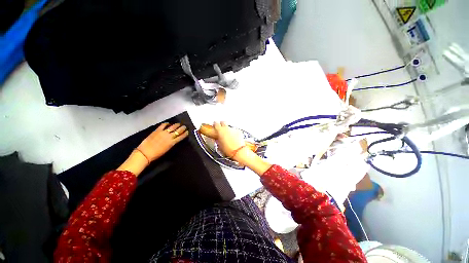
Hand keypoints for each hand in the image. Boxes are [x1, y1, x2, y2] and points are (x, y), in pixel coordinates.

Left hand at [117, 123, 188, 175]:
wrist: (145, 153)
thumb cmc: (157, 154)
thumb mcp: (167, 149)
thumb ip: (172, 143)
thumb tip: (174, 139)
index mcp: (172, 142)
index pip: (181, 136)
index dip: (185, 133)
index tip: (187, 131)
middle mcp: (169, 136)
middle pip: (179, 130)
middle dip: (183, 128)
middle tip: (185, 126)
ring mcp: (163, 132)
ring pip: (173, 127)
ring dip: (177, 125)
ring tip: (179, 124)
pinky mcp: (157, 130)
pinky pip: (163, 125)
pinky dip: (167, 124)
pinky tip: (168, 123)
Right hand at [213, 121, 271, 174]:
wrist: (239, 151)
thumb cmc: (229, 150)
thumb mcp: (220, 145)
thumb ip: (218, 140)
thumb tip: (217, 139)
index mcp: (220, 131)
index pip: (216, 123)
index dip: (215, 124)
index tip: (215, 125)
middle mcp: (227, 128)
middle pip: (223, 122)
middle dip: (222, 124)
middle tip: (221, 128)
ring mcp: (233, 129)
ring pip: (229, 127)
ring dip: (228, 130)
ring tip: (229, 136)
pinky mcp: (239, 131)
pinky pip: (235, 130)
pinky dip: (234, 133)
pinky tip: (234, 138)